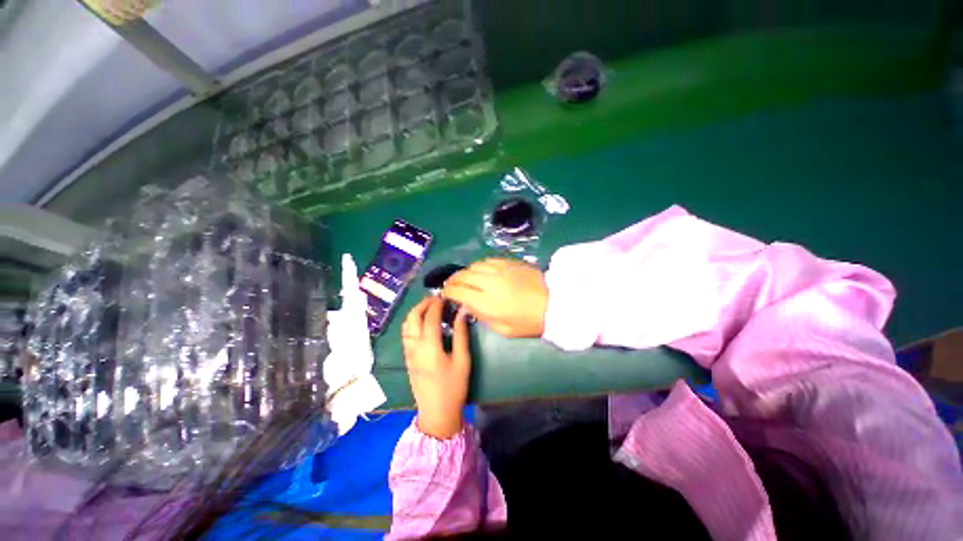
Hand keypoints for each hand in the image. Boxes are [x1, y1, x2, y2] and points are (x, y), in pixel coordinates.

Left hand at [401, 296, 471, 439]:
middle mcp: (415, 346)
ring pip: (406, 325)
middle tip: (436, 298)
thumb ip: (461, 334)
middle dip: (423, 304)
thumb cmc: (453, 387)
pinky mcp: (407, 358)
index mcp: (429, 346)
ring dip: (416, 311)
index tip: (445, 296)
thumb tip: (462, 313)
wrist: (436, 413)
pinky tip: (423, 322)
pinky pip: (406, 334)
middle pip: (413, 317)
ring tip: (429, 307)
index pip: (430, 316)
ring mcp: (408, 352)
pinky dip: (412, 322)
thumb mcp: (462, 360)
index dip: (436, 304)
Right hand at [443, 258, 548, 337]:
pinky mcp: (508, 262)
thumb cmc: (527, 321)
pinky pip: (487, 260)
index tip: (445, 294)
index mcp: (486, 302)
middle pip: (463, 276)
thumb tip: (468, 305)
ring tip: (464, 277)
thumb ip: (481, 316)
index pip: (459, 292)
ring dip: (465, 271)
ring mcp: (499, 269)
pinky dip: (479, 265)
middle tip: (450, 284)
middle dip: (453, 280)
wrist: (552, 303)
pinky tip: (480, 270)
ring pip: (474, 266)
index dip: (449, 292)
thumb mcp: (502, 329)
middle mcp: (489, 282)